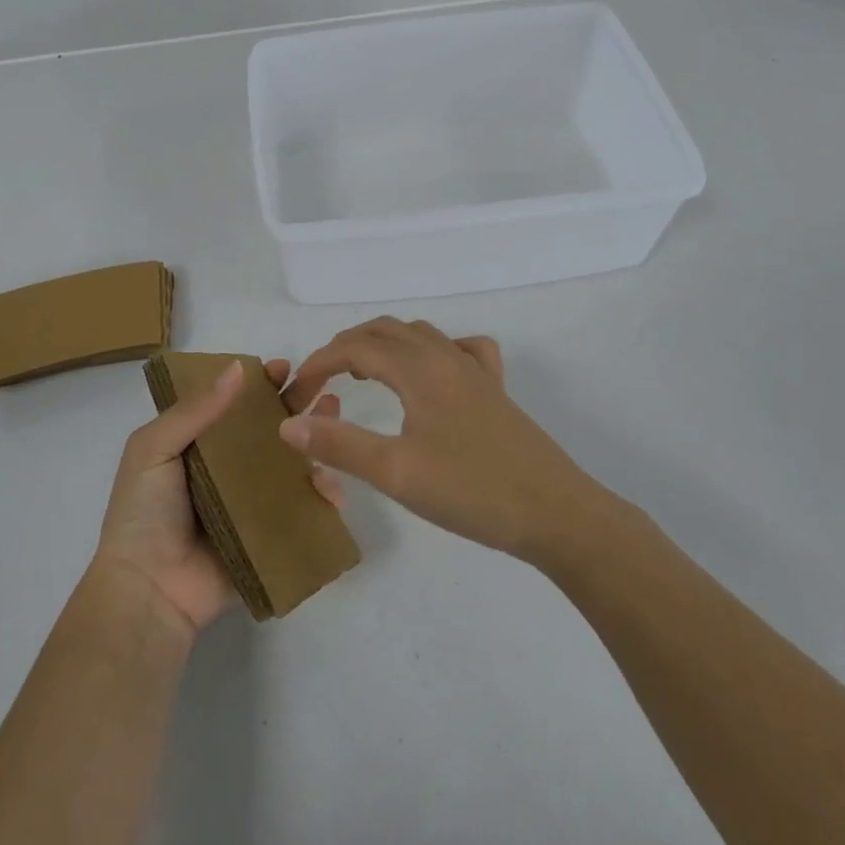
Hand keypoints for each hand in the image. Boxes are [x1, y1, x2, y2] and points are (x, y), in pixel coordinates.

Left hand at [95, 358, 343, 634]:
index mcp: (199, 445)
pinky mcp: (272, 536)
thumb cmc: (143, 513)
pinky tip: (332, 483)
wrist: (149, 589)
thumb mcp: (153, 449)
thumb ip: (194, 411)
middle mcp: (229, 469)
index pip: (235, 405)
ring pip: (293, 464)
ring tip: (335, 418)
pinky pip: (303, 510)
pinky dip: (323, 495)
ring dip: (317, 439)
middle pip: (270, 429)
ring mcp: (253, 503)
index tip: (284, 367)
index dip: (259, 384)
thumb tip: (238, 367)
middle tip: (322, 385)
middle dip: (297, 403)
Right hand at [279, 319, 603, 564]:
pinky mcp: (496, 390)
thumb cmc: (472, 491)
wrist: (556, 513)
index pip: (354, 347)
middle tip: (320, 385)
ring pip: (419, 336)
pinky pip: (461, 349)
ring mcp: (475, 370)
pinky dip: (432, 350)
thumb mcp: (396, 472)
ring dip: (382, 345)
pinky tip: (431, 374)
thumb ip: (339, 445)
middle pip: (384, 331)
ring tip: (362, 375)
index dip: (318, 364)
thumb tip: (289, 426)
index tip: (295, 395)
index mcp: (419, 368)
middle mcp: (446, 356)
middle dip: (344, 349)